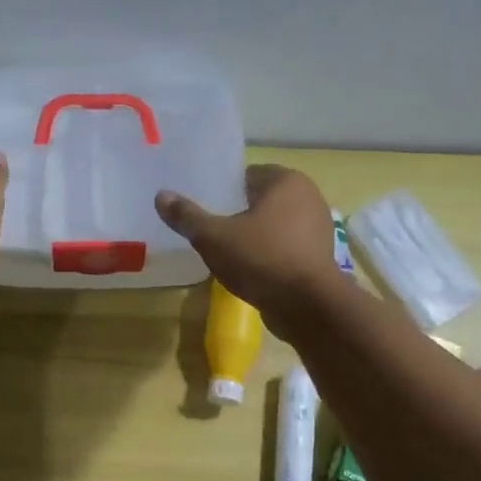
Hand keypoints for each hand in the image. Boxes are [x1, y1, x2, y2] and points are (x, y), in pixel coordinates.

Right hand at [156, 165, 339, 323]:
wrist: (308, 306)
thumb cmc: (261, 259)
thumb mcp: (214, 237)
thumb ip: (187, 216)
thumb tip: (161, 196)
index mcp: (286, 181)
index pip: (246, 175)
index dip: (223, 191)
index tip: (204, 207)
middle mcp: (308, 196)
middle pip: (261, 200)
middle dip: (238, 213)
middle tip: (210, 230)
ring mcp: (318, 227)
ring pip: (274, 224)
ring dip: (254, 235)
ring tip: (226, 252)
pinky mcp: (319, 256)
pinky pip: (286, 247)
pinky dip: (268, 253)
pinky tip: (249, 270)